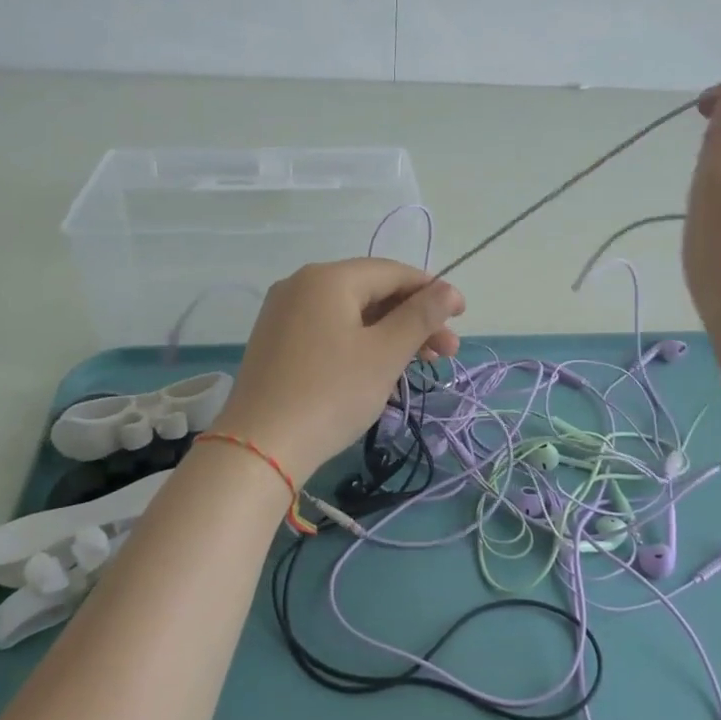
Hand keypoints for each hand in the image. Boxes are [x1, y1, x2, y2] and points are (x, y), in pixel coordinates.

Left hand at [212, 259, 464, 481]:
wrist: (259, 447)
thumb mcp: (385, 354)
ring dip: (390, 333)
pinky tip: (379, 368)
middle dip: (413, 318)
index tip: (461, 316)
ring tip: (420, 364)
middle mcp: (301, 284)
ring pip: (351, 313)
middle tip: (447, 352)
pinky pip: (329, 329)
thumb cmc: (331, 393)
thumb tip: (449, 289)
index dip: (431, 290)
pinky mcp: (276, 341)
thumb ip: (420, 316)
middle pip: (371, 291)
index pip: (392, 272)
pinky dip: (360, 342)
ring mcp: (284, 313)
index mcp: (328, 278)